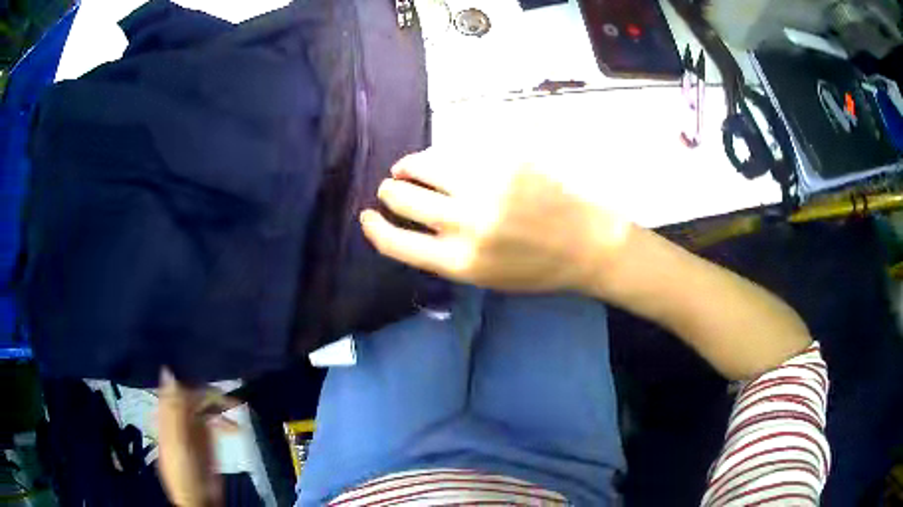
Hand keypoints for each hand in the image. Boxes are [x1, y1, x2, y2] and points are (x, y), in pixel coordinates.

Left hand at [157, 369, 233, 506]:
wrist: (200, 498)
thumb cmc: (183, 470)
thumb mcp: (176, 440)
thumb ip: (173, 408)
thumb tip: (168, 370)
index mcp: (166, 415)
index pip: (173, 387)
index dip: (184, 376)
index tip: (201, 366)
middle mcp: (178, 416)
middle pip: (191, 395)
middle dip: (208, 391)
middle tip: (226, 392)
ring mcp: (193, 427)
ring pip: (205, 406)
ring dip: (219, 404)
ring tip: (236, 405)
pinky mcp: (207, 438)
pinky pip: (216, 422)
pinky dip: (226, 421)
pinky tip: (237, 426)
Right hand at [361, 148, 633, 292]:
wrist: (588, 243)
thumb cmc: (536, 269)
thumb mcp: (484, 277)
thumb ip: (442, 253)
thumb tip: (408, 223)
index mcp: (460, 261)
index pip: (395, 241)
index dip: (373, 227)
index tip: (367, 216)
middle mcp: (467, 222)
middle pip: (401, 196)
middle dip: (389, 192)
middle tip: (391, 187)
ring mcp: (487, 185)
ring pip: (424, 163)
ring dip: (408, 166)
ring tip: (408, 168)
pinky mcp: (505, 159)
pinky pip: (458, 151)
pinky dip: (443, 156)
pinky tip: (445, 160)